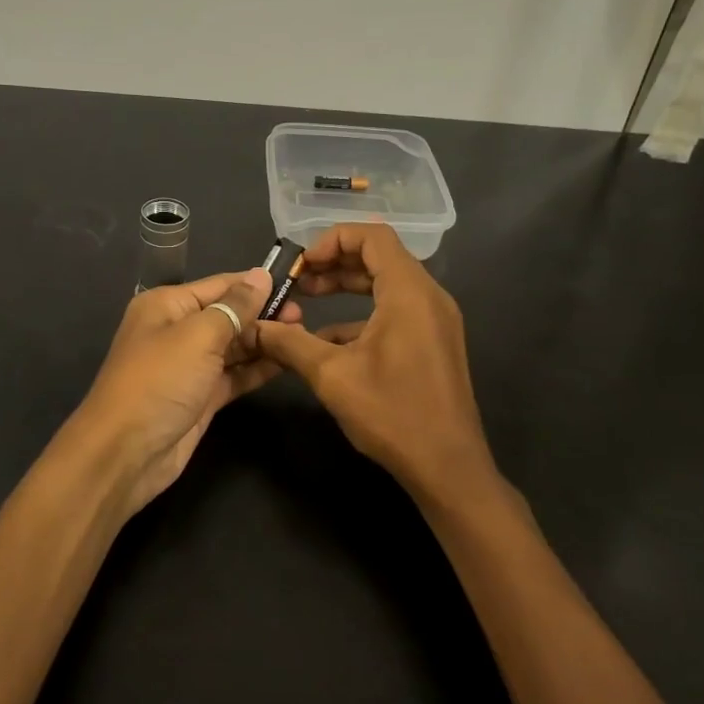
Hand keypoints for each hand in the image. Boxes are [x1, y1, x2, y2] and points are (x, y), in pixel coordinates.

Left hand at [63, 269, 297, 517]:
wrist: (126, 453)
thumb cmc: (159, 381)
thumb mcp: (198, 336)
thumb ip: (234, 306)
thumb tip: (261, 275)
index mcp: (167, 305)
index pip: (219, 285)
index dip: (255, 284)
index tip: (296, 282)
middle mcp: (177, 330)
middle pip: (228, 314)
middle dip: (263, 314)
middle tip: (305, 316)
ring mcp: (190, 366)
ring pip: (233, 346)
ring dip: (264, 341)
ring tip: (303, 336)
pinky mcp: (201, 397)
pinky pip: (234, 374)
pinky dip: (257, 368)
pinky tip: (287, 361)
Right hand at [250, 224, 499, 505]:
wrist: (448, 468)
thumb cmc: (392, 414)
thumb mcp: (332, 376)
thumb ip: (290, 343)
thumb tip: (254, 326)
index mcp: (409, 292)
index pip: (373, 236)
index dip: (332, 240)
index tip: (301, 265)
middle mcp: (428, 296)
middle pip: (380, 256)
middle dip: (335, 263)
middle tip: (298, 282)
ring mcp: (435, 320)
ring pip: (387, 284)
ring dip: (347, 287)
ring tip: (308, 301)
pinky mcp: (434, 342)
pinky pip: (396, 310)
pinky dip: (362, 313)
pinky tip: (328, 340)